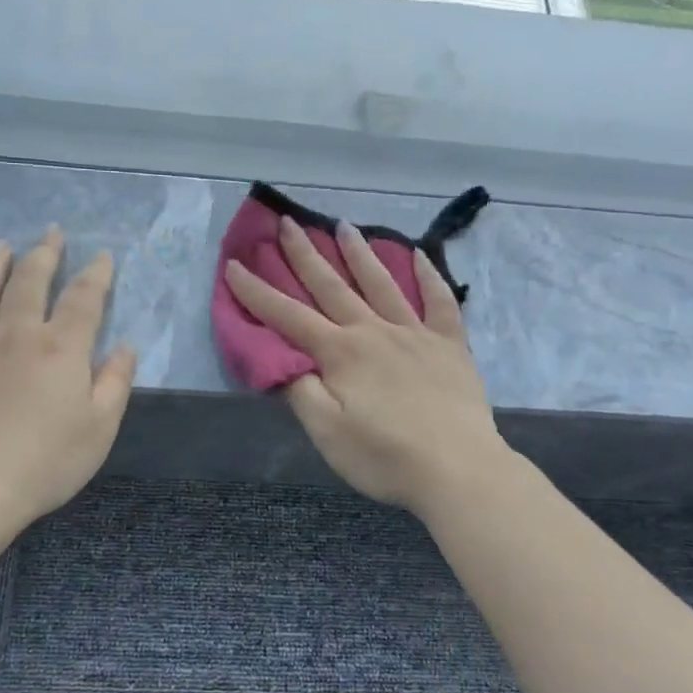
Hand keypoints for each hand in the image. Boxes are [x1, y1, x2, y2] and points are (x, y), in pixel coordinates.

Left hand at [0, 228, 136, 523]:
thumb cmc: (45, 461)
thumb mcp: (100, 427)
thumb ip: (115, 382)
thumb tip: (124, 347)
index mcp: (61, 347)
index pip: (84, 297)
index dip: (96, 273)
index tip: (102, 256)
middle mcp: (16, 332)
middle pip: (30, 279)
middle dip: (45, 253)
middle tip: (51, 233)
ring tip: (1, 246)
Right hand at [224, 216, 507, 514]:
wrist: (458, 469)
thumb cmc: (385, 457)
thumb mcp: (326, 432)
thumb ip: (301, 391)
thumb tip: (283, 360)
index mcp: (340, 352)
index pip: (288, 316)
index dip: (257, 292)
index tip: (234, 264)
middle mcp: (374, 331)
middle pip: (332, 286)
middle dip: (305, 255)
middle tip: (289, 223)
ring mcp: (415, 333)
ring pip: (382, 283)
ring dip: (360, 253)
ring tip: (343, 225)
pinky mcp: (450, 345)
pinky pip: (440, 302)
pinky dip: (429, 277)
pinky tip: (419, 256)